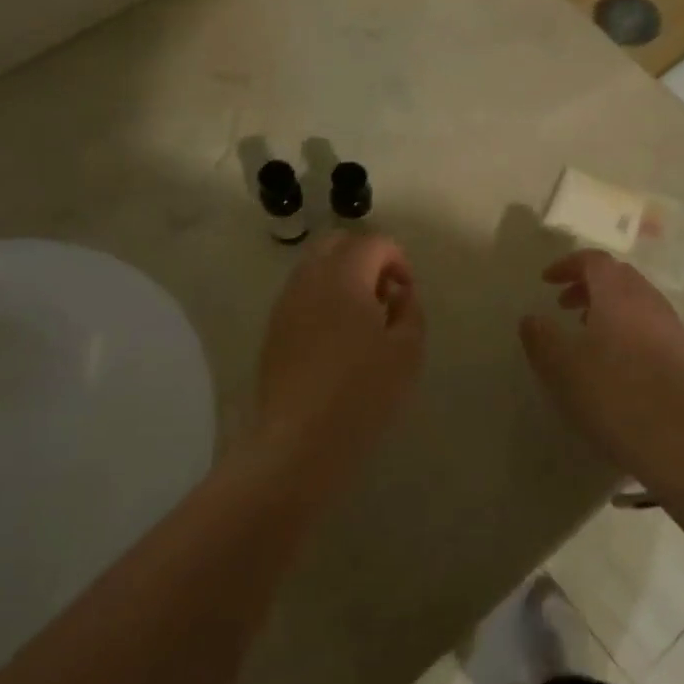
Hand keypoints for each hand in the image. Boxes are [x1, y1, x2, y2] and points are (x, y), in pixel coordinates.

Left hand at [255, 232, 424, 480]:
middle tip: (384, 296)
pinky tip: (336, 339)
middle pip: (338, 243)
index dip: (398, 259)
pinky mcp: (273, 328)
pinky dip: (323, 298)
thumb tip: (399, 293)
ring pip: (315, 267)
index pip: (373, 242)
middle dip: (366, 258)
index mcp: (344, 276)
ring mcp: (286, 303)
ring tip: (361, 320)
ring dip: (342, 277)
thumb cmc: (362, 393)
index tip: (406, 294)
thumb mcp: (407, 352)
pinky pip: (301, 294)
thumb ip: (410, 310)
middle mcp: (310, 279)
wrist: (299, 440)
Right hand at [520, 250, 683, 471]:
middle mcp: (649, 302)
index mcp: (618, 295)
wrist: (678, 443)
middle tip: (564, 306)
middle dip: (588, 284)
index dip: (567, 264)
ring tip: (587, 334)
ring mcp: (673, 328)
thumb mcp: (560, 367)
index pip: (595, 260)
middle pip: (618, 277)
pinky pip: (651, 326)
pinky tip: (617, 362)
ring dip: (609, 307)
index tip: (546, 281)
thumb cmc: (611, 395)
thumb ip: (540, 336)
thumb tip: (532, 319)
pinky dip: (628, 328)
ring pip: (637, 302)